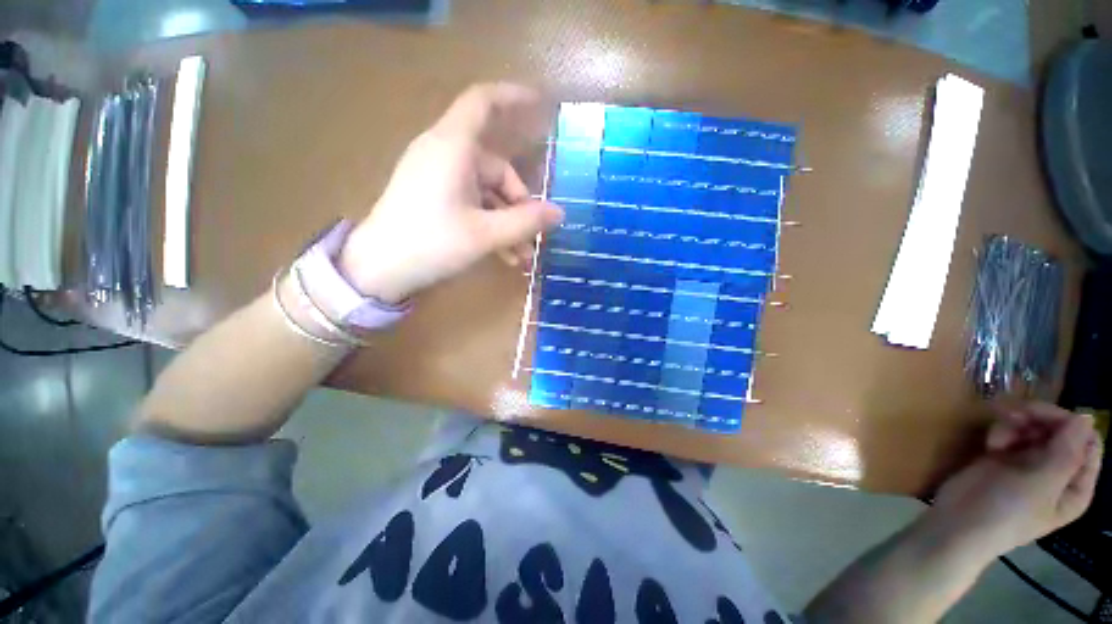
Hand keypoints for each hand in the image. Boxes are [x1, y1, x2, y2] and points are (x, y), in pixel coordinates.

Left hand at [338, 83, 564, 303]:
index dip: (513, 97)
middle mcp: (445, 154)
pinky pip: (472, 204)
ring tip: (522, 255)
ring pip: (487, 192)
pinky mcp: (434, 197)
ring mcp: (438, 177)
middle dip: (520, 203)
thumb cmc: (431, 244)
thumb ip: (526, 221)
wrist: (378, 269)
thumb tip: (560, 213)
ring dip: (508, 222)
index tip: (542, 105)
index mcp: (453, 147)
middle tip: (534, 235)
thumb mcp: (485, 234)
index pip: (483, 102)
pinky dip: (491, 224)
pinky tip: (505, 255)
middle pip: (496, 166)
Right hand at [923, 402, 1102, 563]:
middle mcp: (1057, 471)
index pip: (1087, 442)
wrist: (958, 523)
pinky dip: (1001, 432)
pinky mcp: (1004, 458)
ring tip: (998, 435)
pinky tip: (989, 444)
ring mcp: (1029, 464)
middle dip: (1038, 419)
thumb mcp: (1040, 485)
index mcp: (1075, 484)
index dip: (1069, 425)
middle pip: (1059, 431)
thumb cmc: (1006, 511)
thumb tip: (1086, 417)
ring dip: (1016, 423)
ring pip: (1033, 428)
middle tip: (1012, 415)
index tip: (1043, 417)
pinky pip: (1011, 434)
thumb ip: (1067, 452)